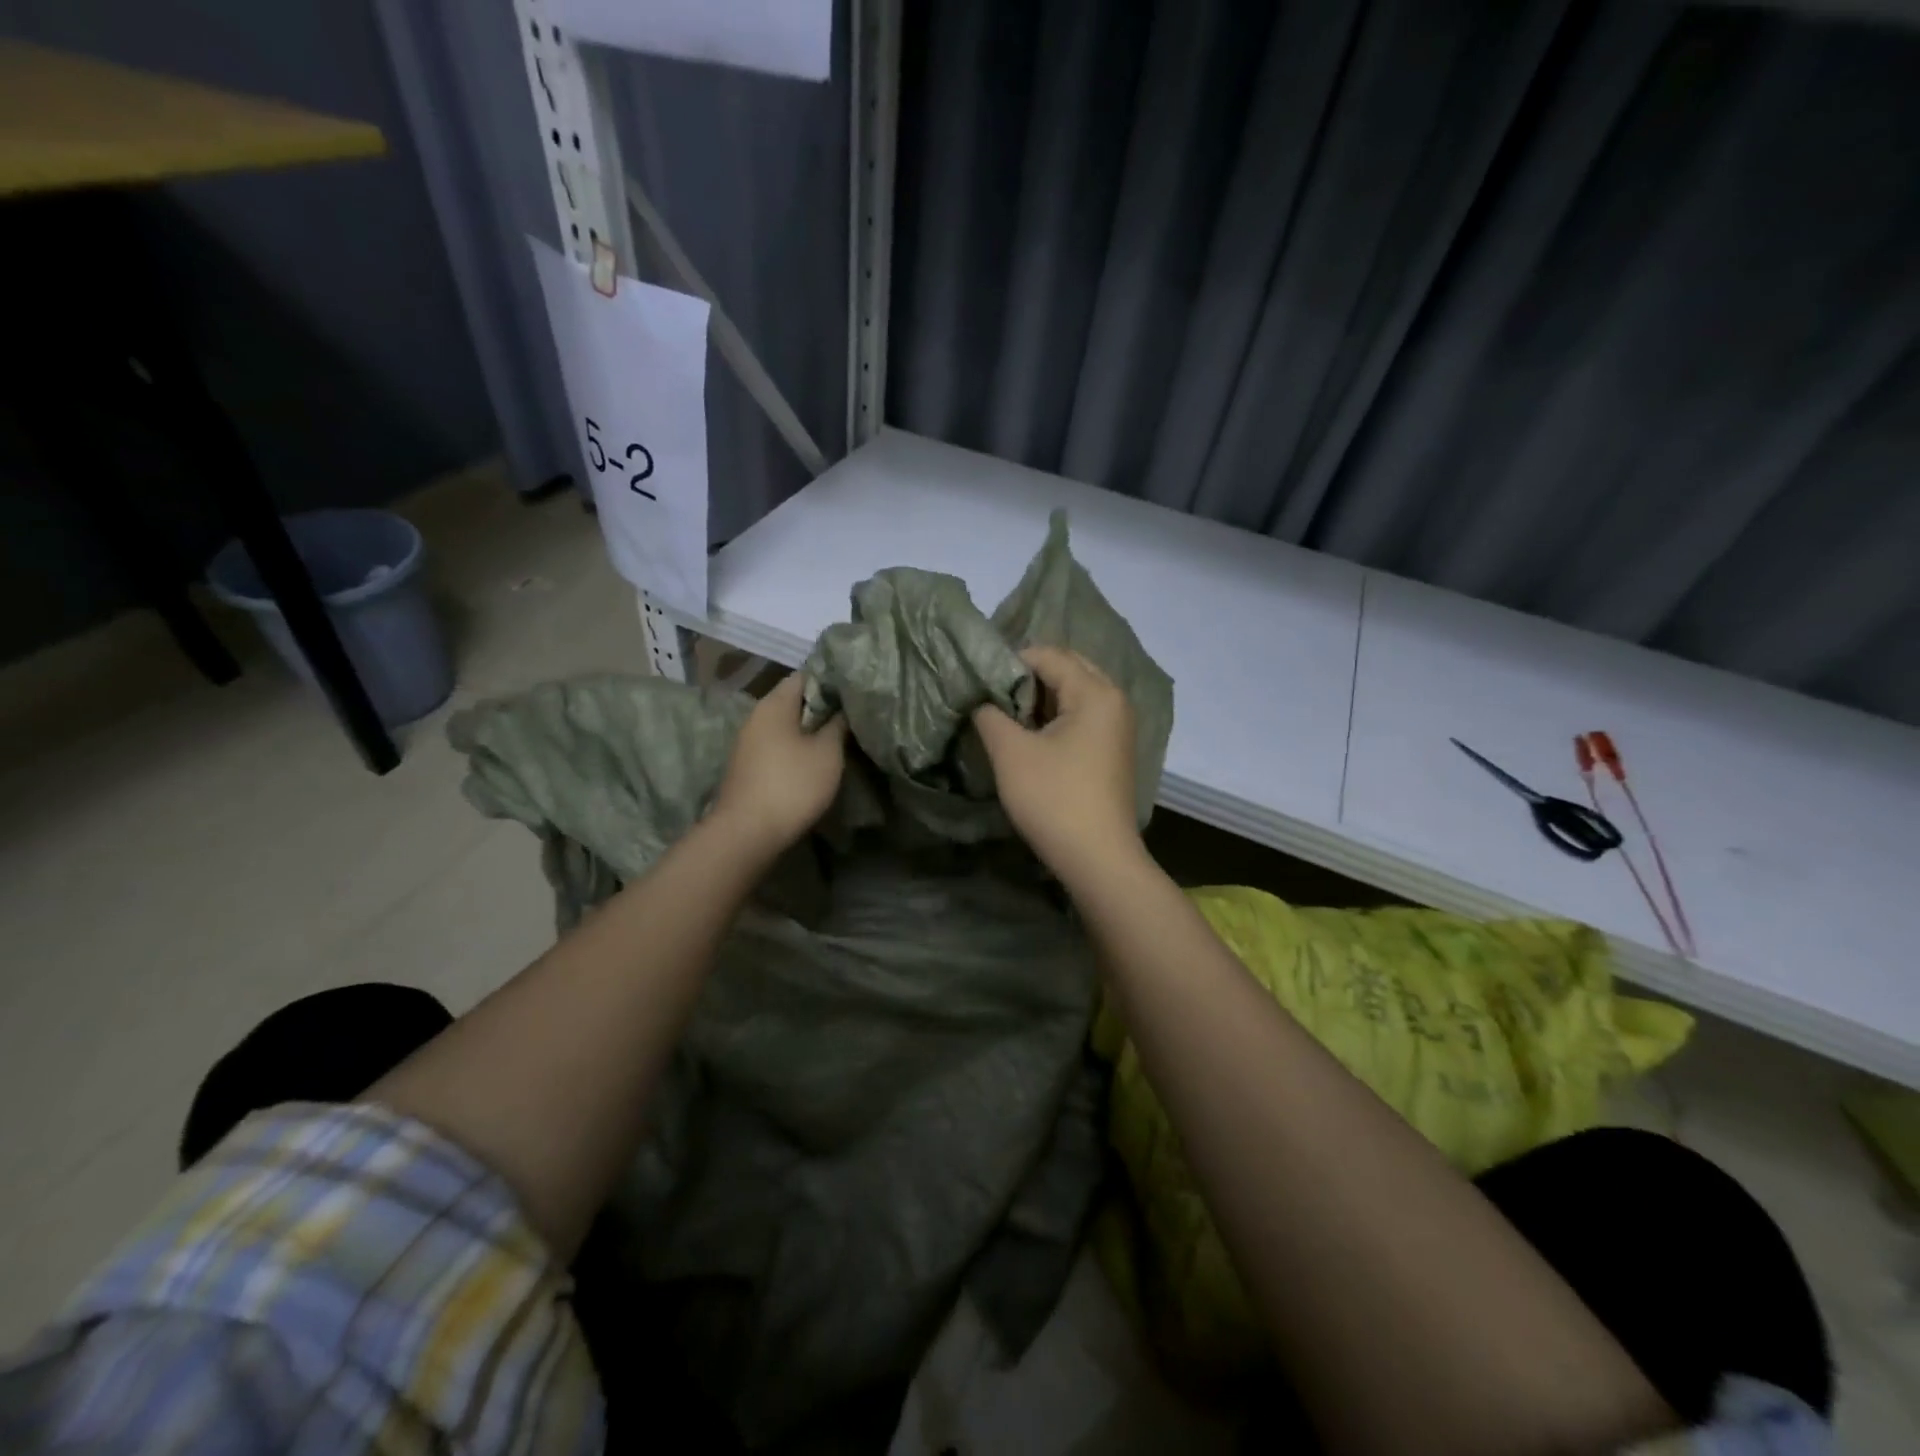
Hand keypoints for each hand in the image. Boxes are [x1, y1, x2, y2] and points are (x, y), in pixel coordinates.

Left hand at [711, 673, 847, 854]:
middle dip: (824, 707)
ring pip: (787, 726)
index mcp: (774, 703)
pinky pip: (779, 746)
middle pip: (795, 701)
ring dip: (811, 731)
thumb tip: (844, 706)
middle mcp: (757, 716)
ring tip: (841, 739)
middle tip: (854, 716)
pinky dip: (798, 749)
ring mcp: (749, 743)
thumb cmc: (792, 784)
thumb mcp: (828, 752)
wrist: (747, 833)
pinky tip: (817, 761)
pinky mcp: (749, 766)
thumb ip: (838, 724)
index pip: (806, 675)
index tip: (856, 691)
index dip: (832, 680)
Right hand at [972, 646, 1142, 879]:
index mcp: (1095, 692)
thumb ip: (990, 715)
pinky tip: (1029, 735)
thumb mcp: (1011, 753)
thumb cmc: (1054, 799)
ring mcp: (1117, 727)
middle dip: (1027, 677)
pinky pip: (1081, 717)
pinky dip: (1054, 718)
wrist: (1097, 858)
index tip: (978, 679)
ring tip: (1004, 715)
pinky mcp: (1111, 750)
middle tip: (991, 695)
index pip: (1048, 655)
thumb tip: (980, 699)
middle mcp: (1114, 700)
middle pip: (1066, 669)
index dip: (1010, 661)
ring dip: (1039, 699)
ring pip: (1073, 694)